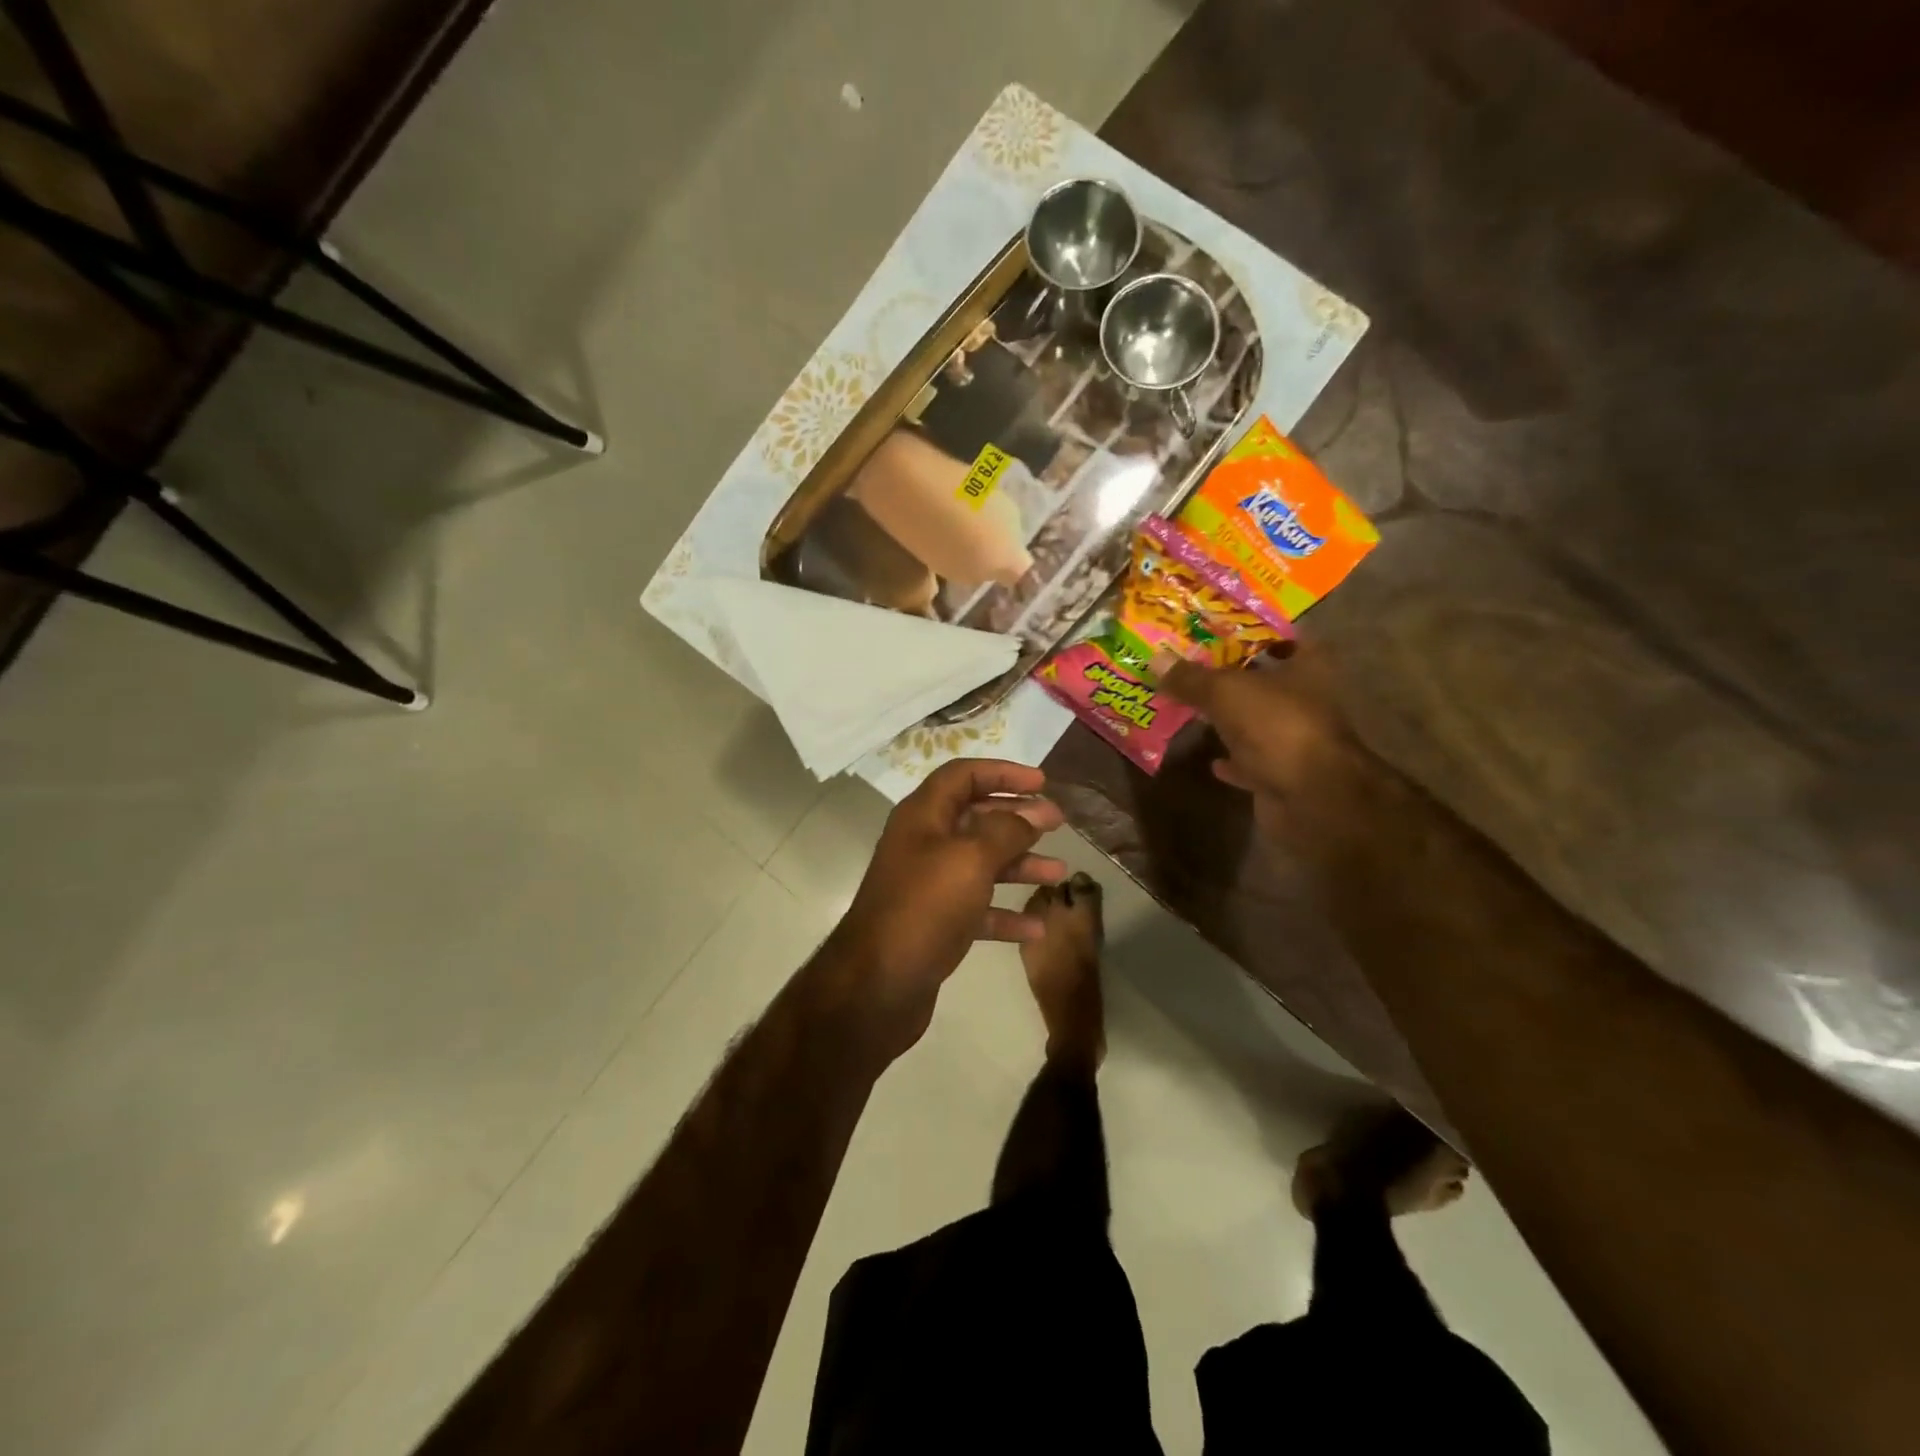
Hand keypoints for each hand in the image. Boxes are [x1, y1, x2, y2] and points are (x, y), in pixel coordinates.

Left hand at [824, 760, 1067, 1058]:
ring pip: (981, 864)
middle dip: (1018, 818)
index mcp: (924, 816)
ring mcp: (929, 886)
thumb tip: (1029, 814)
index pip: (963, 776)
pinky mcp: (935, 924)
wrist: (877, 985)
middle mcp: (924, 844)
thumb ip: (1005, 830)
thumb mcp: (970, 859)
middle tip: (1057, 822)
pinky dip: (1006, 913)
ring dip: (1020, 865)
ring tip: (1060, 873)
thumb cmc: (924, 907)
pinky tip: (1037, 927)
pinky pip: (977, 908)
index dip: (1003, 772)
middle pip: (976, 818)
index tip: (1042, 782)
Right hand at [1159, 645, 1372, 843]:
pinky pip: (1252, 762)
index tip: (1221, 631)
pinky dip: (1234, 761)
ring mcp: (1296, 739)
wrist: (1311, 797)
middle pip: (1268, 681)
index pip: (1286, 637)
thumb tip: (1155, 659)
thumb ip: (1191, 678)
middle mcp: (1307, 700)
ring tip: (1194, 709)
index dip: (1256, 632)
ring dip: (1232, 719)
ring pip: (1258, 722)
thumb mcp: (1226, 692)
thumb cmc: (1277, 726)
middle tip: (1193, 668)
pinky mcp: (1284, 774)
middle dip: (1234, 677)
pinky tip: (1211, 759)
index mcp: (1307, 668)